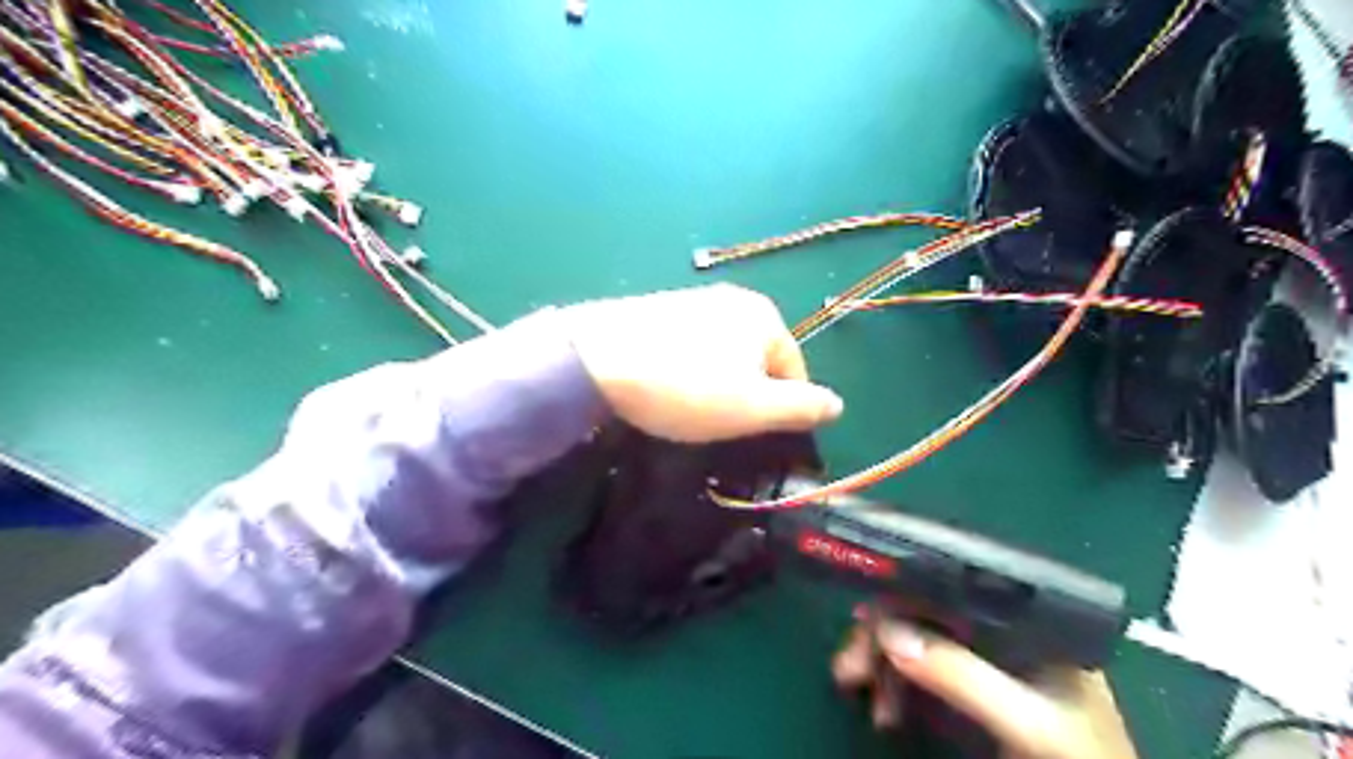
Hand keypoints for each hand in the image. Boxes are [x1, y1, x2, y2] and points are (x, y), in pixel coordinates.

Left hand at [557, 285, 837, 444]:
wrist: (596, 359)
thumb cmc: (685, 387)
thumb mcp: (752, 408)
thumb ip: (801, 407)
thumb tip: (838, 405)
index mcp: (764, 316)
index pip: (794, 369)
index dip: (782, 408)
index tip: (754, 434)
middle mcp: (733, 299)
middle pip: (757, 359)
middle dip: (746, 394)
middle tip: (719, 423)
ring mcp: (692, 300)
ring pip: (723, 354)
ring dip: (716, 383)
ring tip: (688, 408)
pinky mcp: (658, 309)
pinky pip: (690, 346)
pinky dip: (687, 369)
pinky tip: (665, 386)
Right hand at [830, 619, 1131, 754]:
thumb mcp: (1028, 721)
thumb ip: (962, 676)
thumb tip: (888, 633)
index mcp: (1023, 620)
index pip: (951, 588)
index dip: (903, 593)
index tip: (863, 612)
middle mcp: (999, 632)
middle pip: (924, 614)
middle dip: (880, 634)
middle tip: (848, 666)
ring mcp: (983, 664)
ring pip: (914, 642)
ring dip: (878, 661)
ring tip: (854, 686)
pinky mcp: (969, 694)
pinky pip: (918, 675)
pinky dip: (892, 687)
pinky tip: (883, 710)